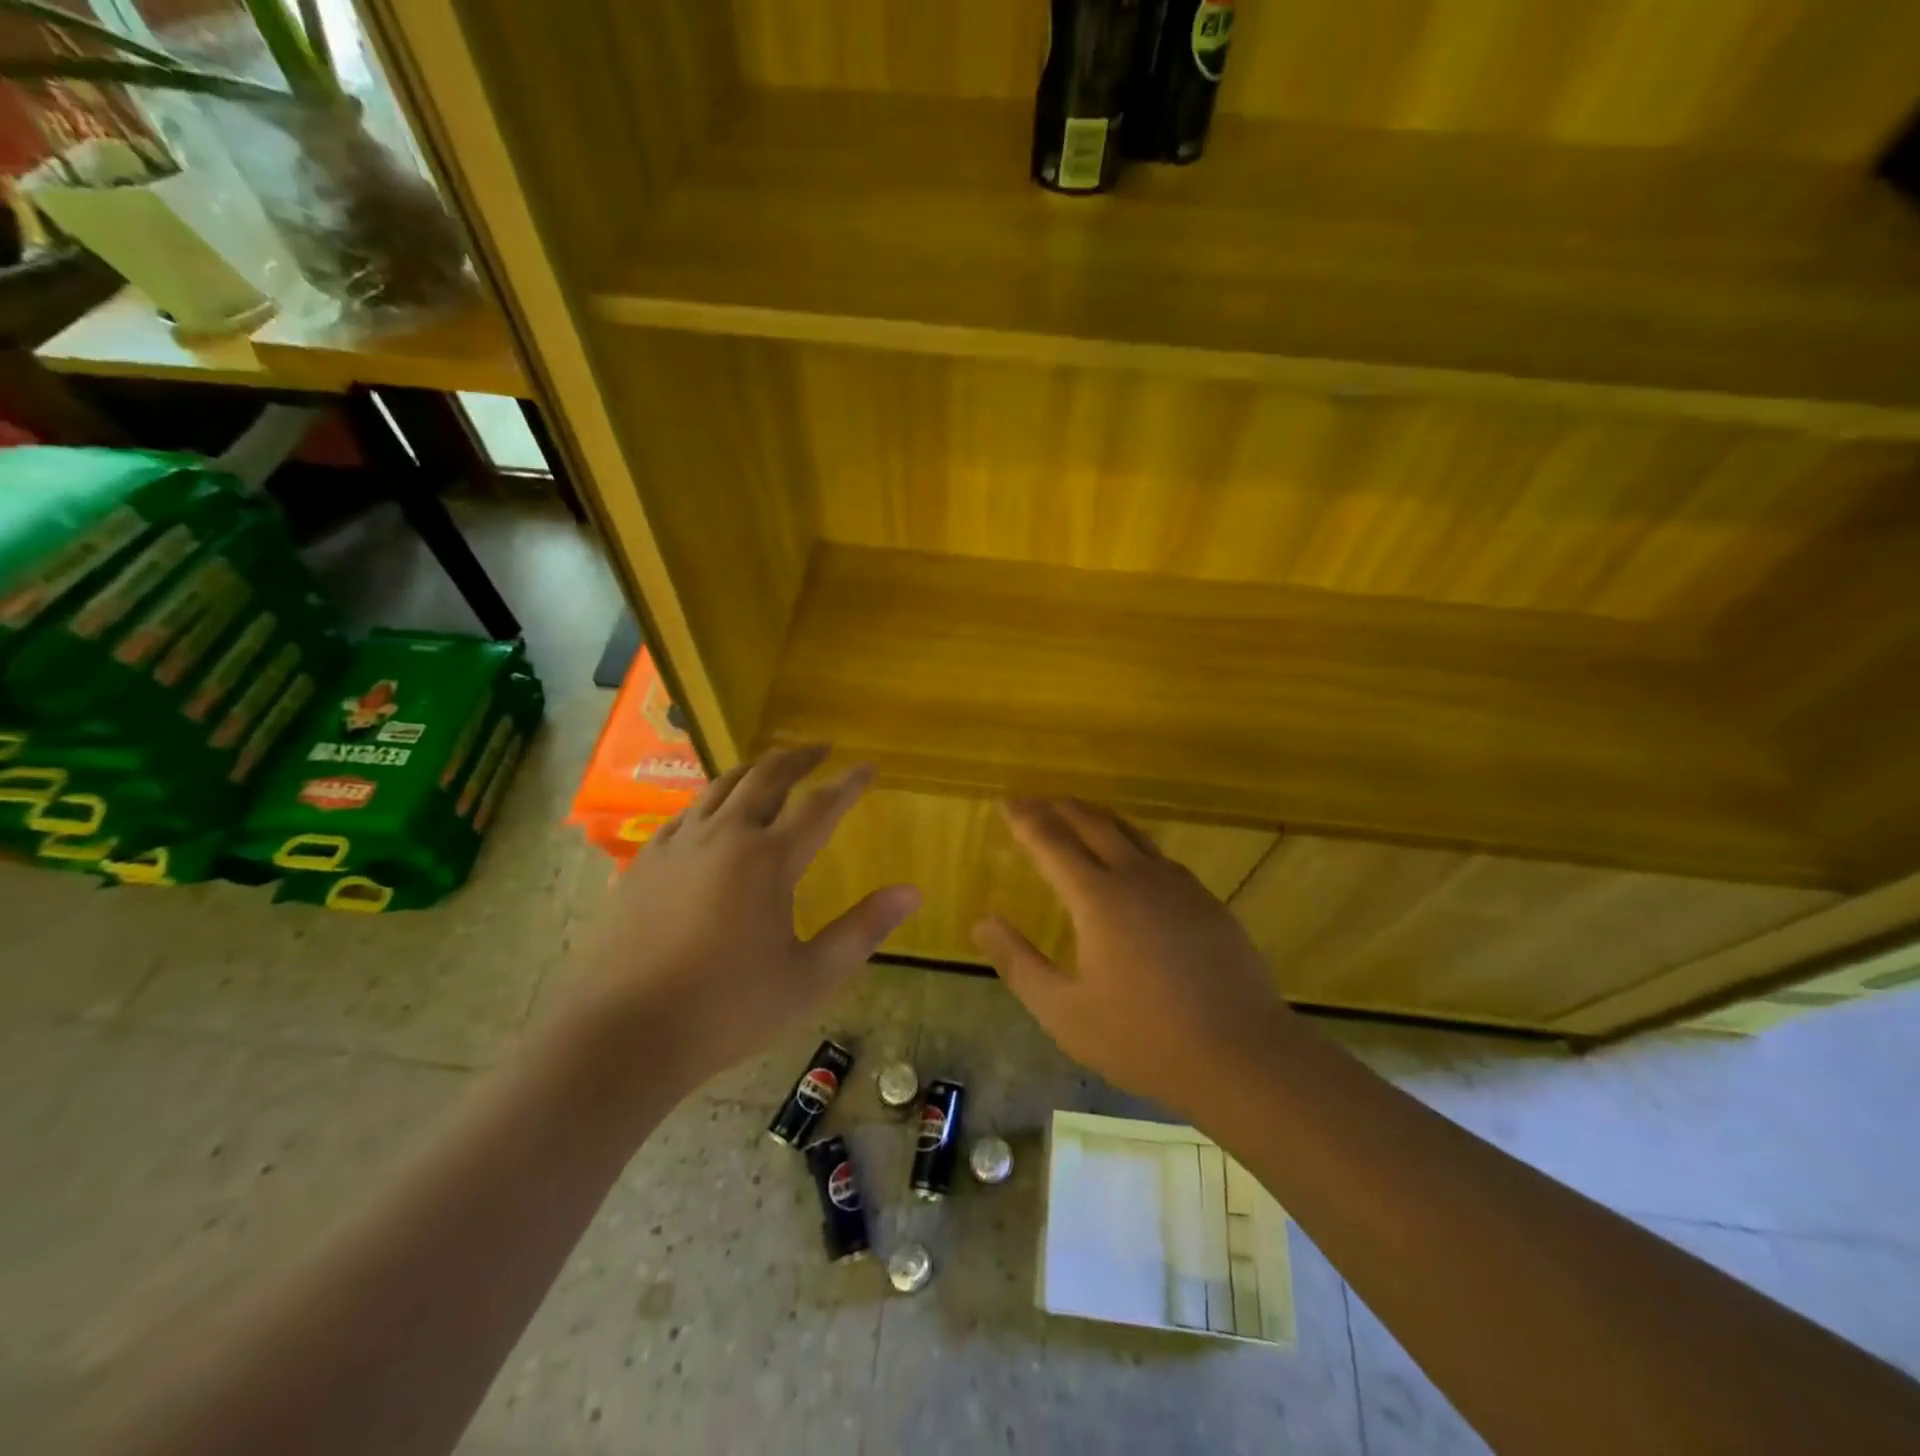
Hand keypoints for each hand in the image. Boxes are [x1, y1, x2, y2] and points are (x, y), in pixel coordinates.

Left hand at [560, 745, 919, 1100]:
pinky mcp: (645, 862)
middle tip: (821, 748)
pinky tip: (714, 811)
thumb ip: (863, 929)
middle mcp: (724, 837)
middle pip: (767, 778)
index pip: (820, 805)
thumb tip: (912, 891)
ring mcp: (679, 845)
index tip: (869, 766)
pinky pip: (687, 812)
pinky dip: (713, 798)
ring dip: (755, 769)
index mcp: (769, 860)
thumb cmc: (728, 1009)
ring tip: (773, 765)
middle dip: (799, 757)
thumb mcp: (811, 977)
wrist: (624, 1033)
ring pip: (722, 786)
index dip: (849, 782)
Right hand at [973, 799, 1291, 1111]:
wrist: (1243, 1056)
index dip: (1026, 820)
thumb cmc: (1144, 1038)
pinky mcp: (1207, 902)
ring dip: (1098, 819)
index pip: (1052, 842)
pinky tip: (1133, 863)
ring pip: (1132, 834)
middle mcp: (1138, 877)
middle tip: (1038, 802)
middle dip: (1061, 808)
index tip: (1007, 803)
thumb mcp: (1064, 1012)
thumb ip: (1019, 964)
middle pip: (1094, 824)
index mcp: (1098, 898)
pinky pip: (1159, 857)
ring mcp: (1179, 886)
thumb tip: (982, 922)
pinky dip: (1132, 844)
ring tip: (1079, 818)